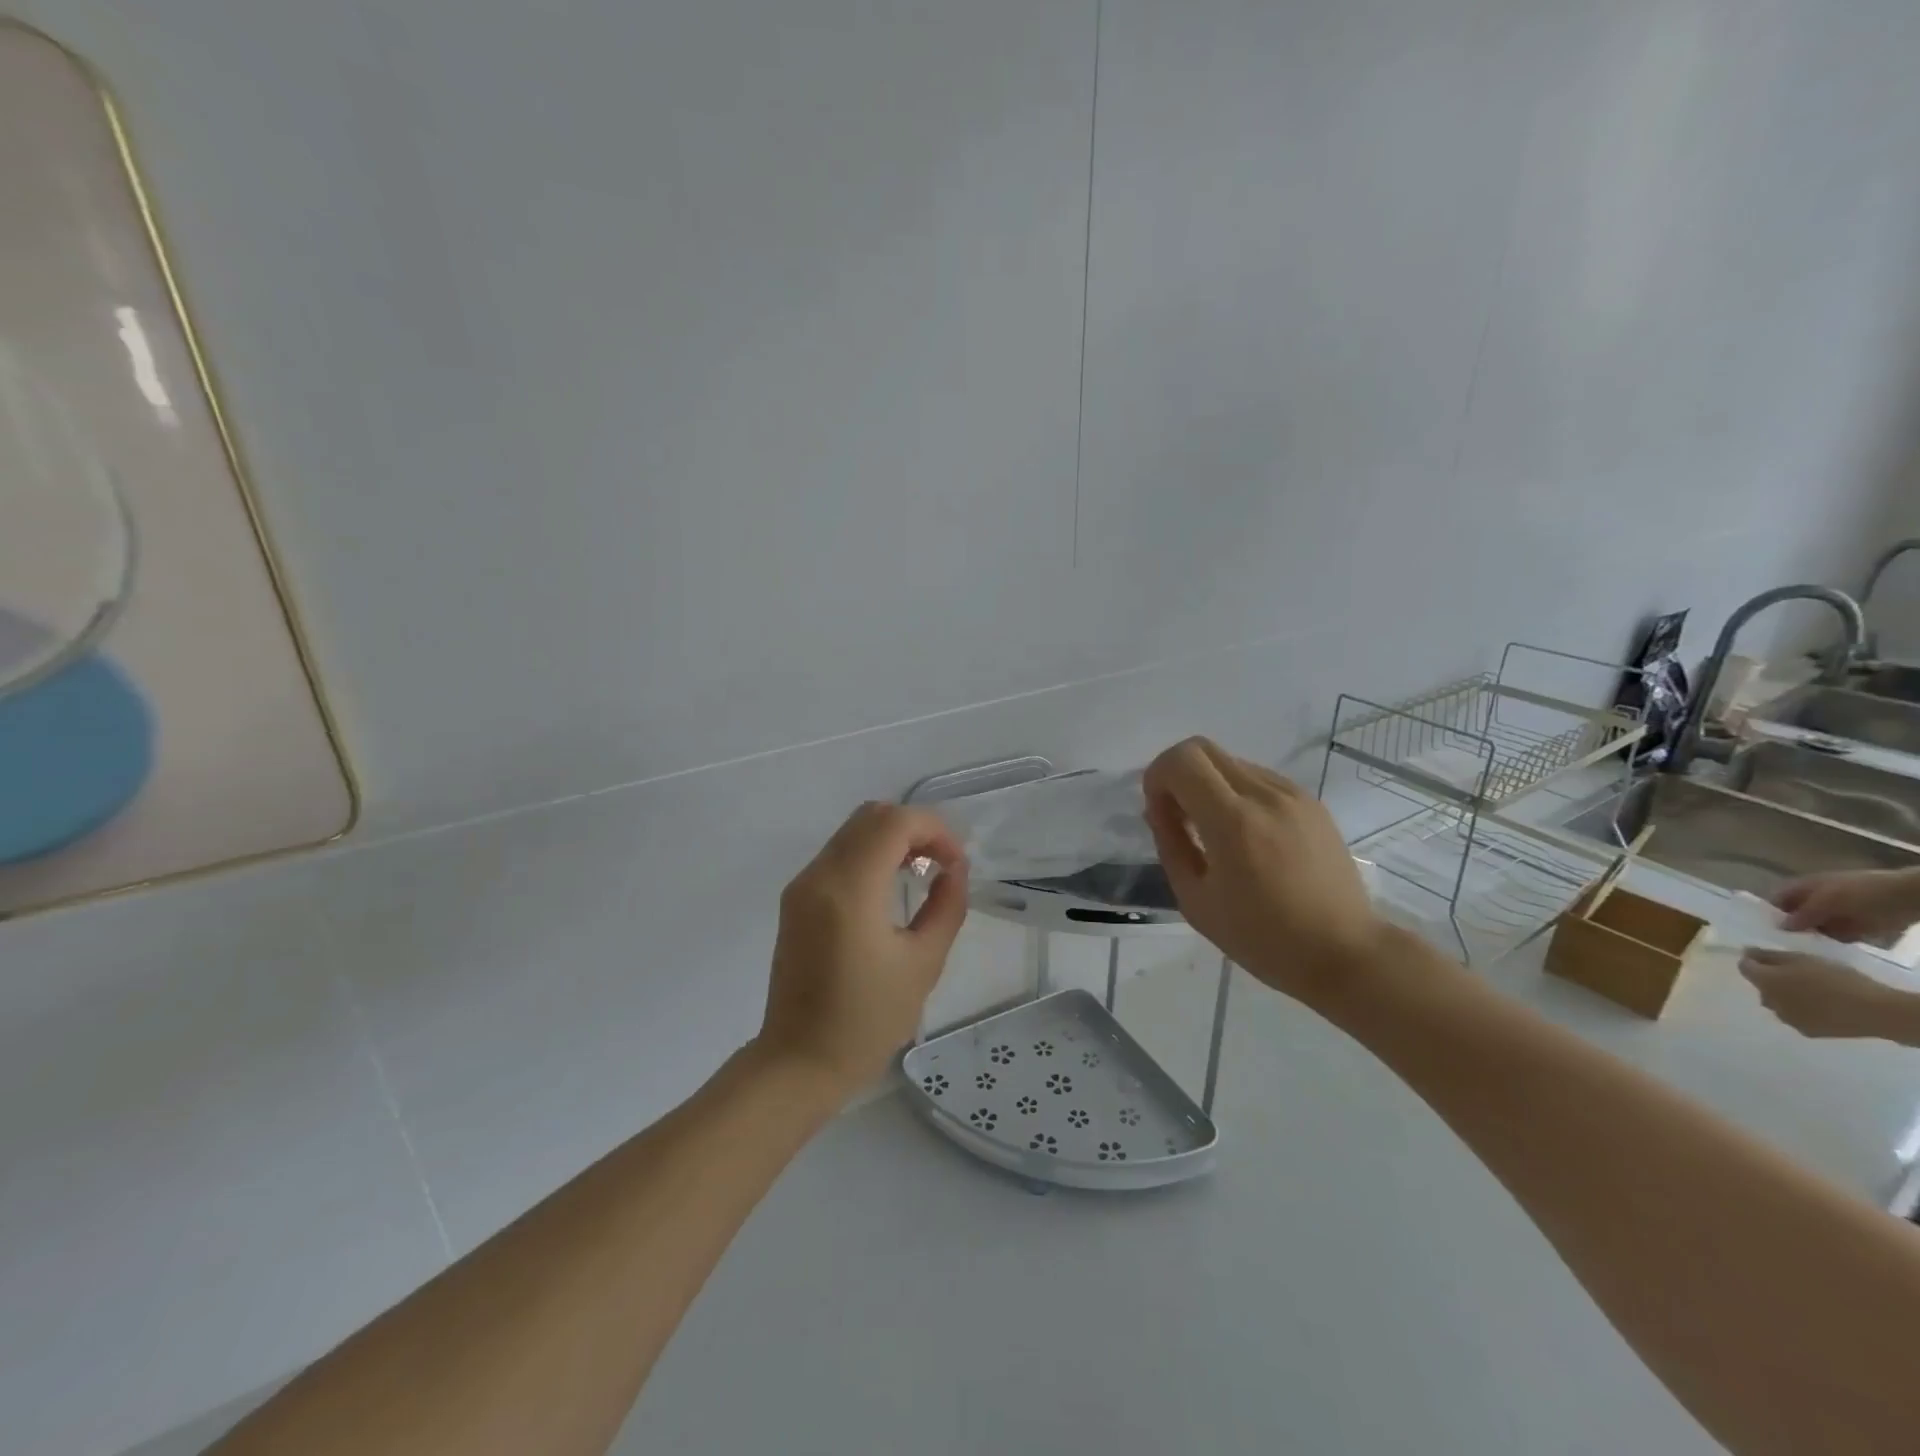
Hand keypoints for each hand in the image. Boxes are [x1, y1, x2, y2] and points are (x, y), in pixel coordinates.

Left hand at [757, 802, 968, 1095]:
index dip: (934, 830)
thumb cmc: (867, 1021)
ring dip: (892, 838)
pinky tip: (890, 887)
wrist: (799, 1063)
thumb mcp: (923, 964)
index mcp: (850, 890)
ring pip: (853, 831)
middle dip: (915, 828)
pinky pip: (838, 854)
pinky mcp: (796, 899)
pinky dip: (870, 854)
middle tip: (942, 863)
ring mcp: (802, 885)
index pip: (894, 823)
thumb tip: (954, 871)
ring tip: (922, 873)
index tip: (956, 865)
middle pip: (871, 816)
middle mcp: (819, 875)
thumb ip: (946, 907)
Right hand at [1143, 736, 1384, 1005]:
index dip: (1157, 778)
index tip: (1160, 814)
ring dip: (1209, 785)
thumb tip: (1160, 809)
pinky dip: (1238, 794)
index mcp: (1233, 822)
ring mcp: (1293, 795)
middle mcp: (1265, 795)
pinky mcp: (1312, 803)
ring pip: (1231, 762)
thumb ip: (1171, 844)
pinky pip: (1259, 779)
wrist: (1344, 953)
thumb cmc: (1262, 938)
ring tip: (1215, 833)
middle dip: (1179, 775)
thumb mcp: (1196, 901)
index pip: (1182, 760)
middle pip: (1204, 748)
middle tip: (1181, 818)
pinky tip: (1247, 837)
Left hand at [1740, 949, 1902, 1039]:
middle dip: (1771, 980)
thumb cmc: (1838, 979)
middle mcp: (1769, 1000)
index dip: (1753, 961)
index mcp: (1765, 981)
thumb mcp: (1802, 958)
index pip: (1745, 967)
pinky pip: (1795, 1017)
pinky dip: (1801, 1011)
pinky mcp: (1806, 1031)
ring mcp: (1787, 1018)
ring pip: (1776, 1003)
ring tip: (1811, 993)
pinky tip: (1821, 1008)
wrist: (1876, 1011)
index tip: (1766, 957)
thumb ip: (1771, 956)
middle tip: (1796, 976)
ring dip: (1785, 997)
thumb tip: (1748, 952)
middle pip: (1761, 986)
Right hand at [1771, 869, 1919, 942]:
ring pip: (1816, 927)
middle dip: (1790, 929)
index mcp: (1803, 887)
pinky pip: (1838, 937)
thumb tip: (1780, 927)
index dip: (1769, 913)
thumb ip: (1802, 914)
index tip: (1763, 931)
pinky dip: (1833, 944)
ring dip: (1812, 938)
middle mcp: (1816, 900)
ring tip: (1803, 952)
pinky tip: (1827, 953)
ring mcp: (1838, 913)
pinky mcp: (1857, 927)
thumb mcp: (1826, 902)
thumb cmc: (1861, 893)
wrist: (1908, 898)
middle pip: (1796, 915)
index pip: (1777, 900)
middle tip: (1781, 946)